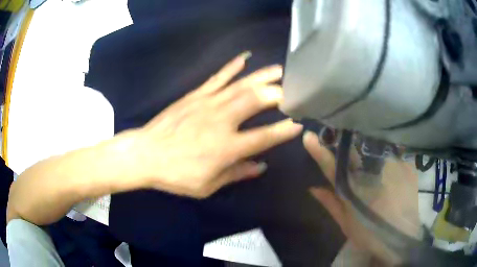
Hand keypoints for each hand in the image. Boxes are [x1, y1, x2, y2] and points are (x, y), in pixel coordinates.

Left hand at [131, 53, 302, 197]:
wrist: (144, 154)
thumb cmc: (176, 175)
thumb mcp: (207, 185)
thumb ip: (236, 174)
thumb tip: (261, 166)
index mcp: (226, 148)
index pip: (264, 137)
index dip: (284, 130)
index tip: (299, 123)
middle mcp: (221, 121)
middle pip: (256, 101)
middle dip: (278, 94)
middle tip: (293, 90)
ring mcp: (208, 104)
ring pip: (241, 85)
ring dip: (263, 76)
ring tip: (280, 70)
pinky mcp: (195, 95)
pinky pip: (218, 78)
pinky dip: (232, 66)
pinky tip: (245, 57)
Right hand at [303, 131, 419, 264]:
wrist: (401, 238)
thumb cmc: (371, 234)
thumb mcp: (346, 223)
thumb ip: (330, 203)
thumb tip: (312, 187)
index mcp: (353, 189)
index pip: (332, 166)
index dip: (320, 151)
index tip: (308, 136)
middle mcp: (371, 174)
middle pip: (354, 151)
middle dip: (343, 139)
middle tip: (336, 129)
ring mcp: (390, 168)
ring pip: (373, 146)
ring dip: (364, 138)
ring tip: (358, 128)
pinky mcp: (405, 166)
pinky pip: (392, 149)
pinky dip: (384, 144)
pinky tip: (382, 140)